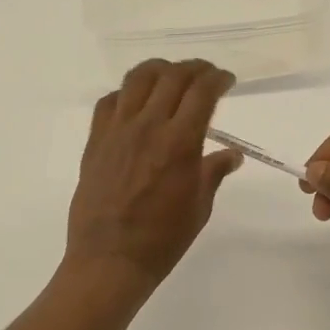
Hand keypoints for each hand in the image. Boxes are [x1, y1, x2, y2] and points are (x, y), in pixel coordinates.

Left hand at [65, 60, 242, 294]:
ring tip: (170, 77)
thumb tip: (233, 154)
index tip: (226, 81)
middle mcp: (149, 126)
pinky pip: (109, 101)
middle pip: (172, 76)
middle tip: (205, 75)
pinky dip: (126, 93)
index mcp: (180, 142)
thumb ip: (214, 172)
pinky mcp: (96, 140)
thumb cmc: (162, 239)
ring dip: (159, 70)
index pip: (202, 91)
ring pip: (137, 79)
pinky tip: (135, 103)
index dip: (218, 78)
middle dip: (194, 69)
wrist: (110, 260)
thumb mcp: (199, 206)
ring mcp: (117, 130)